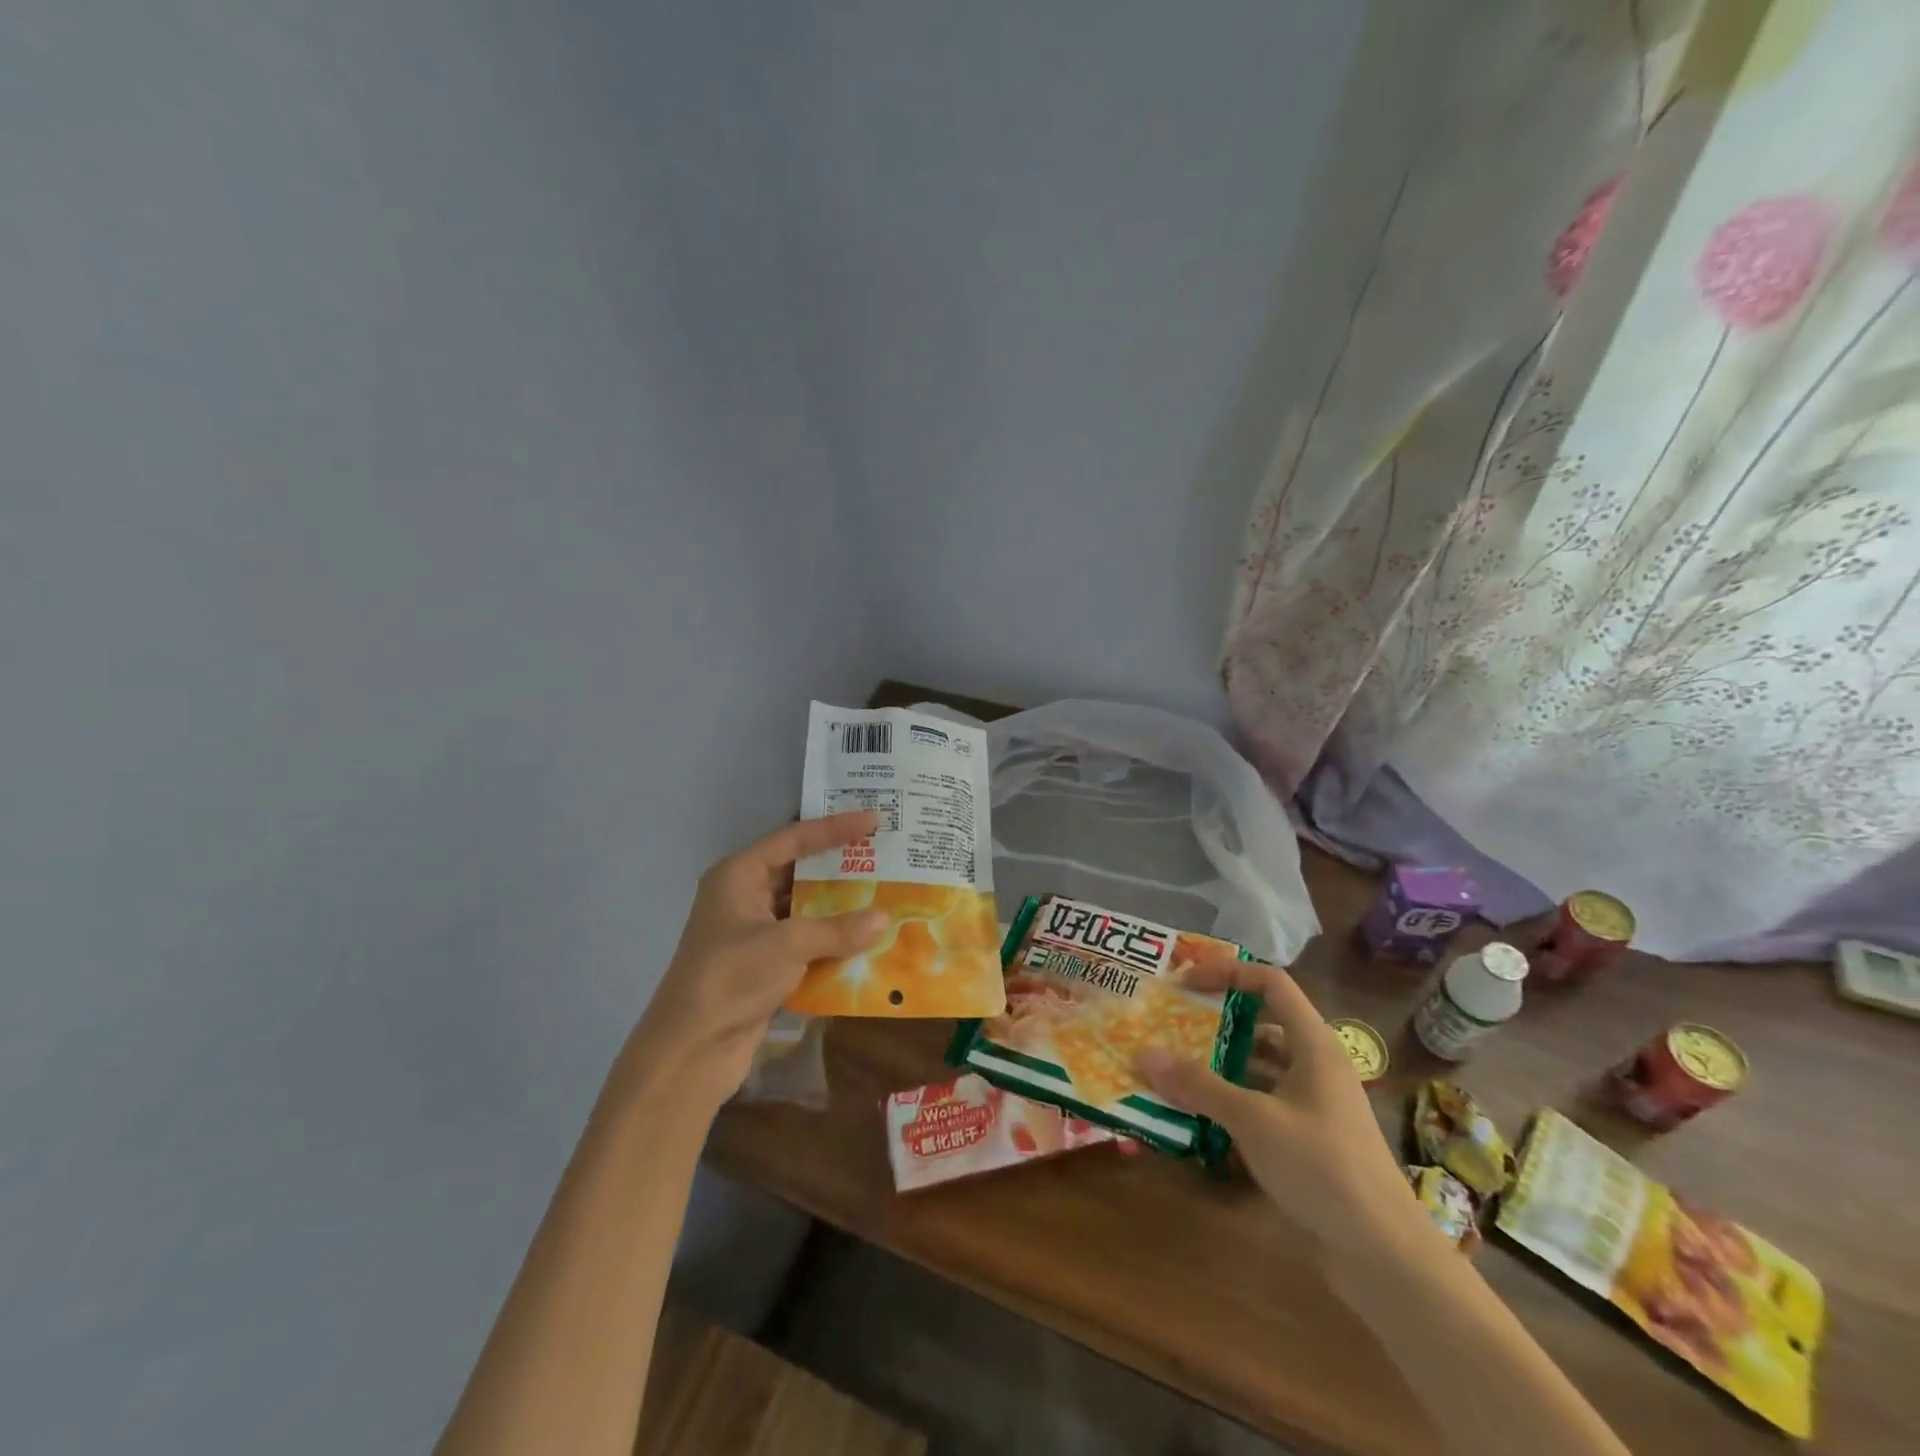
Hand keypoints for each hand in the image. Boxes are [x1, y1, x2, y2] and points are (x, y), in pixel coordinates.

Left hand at [625, 811, 887, 1107]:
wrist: (690, 1051)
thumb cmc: (731, 978)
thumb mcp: (787, 945)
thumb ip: (837, 929)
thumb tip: (884, 919)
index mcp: (738, 875)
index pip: (792, 838)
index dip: (833, 827)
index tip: (873, 819)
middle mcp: (744, 896)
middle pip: (798, 869)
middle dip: (839, 864)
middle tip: (882, 852)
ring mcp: (753, 932)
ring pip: (803, 906)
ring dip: (838, 904)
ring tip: (883, 891)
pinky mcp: (762, 963)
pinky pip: (804, 939)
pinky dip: (831, 937)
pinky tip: (865, 938)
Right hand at [1136, 955, 1420, 1246]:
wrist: (1384, 1255)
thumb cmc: (1322, 1167)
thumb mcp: (1253, 1120)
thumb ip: (1199, 1085)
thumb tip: (1143, 1055)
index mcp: (1314, 1044)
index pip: (1270, 982)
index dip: (1228, 972)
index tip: (1185, 983)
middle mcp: (1316, 1064)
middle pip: (1262, 1021)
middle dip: (1216, 1019)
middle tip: (1171, 1021)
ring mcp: (1314, 1103)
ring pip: (1260, 1064)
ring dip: (1220, 1062)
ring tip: (1174, 1064)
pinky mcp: (1308, 1137)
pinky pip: (1262, 1100)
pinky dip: (1231, 1098)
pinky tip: (1199, 1112)